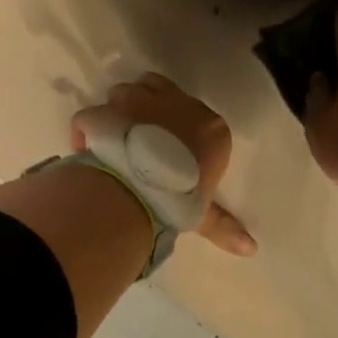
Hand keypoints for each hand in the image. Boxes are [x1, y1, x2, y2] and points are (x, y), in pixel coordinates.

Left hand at [72, 73, 255, 255]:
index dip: (180, 127)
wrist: (138, 188)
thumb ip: (224, 224)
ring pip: (123, 92)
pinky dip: (87, 129)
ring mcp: (135, 101)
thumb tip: (250, 249)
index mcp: (207, 125)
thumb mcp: (203, 213)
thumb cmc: (181, 197)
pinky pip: (90, 115)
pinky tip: (87, 147)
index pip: (197, 114)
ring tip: (115, 139)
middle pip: (157, 88)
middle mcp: (173, 102)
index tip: (172, 148)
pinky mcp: (103, 111)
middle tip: (141, 133)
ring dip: (119, 110)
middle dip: (148, 104)